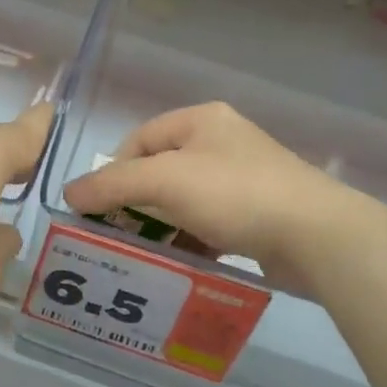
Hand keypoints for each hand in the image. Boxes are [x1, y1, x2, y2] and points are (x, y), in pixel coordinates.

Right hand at [63, 102, 373, 297]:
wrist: (317, 235)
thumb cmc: (235, 194)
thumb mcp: (165, 181)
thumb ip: (113, 184)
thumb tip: (69, 193)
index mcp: (201, 121)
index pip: (140, 139)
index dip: (114, 172)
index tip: (99, 210)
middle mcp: (222, 143)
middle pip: (161, 171)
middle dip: (137, 204)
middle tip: (117, 236)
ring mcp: (243, 179)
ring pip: (185, 201)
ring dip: (163, 227)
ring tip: (145, 256)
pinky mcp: (258, 214)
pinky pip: (210, 225)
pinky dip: (191, 242)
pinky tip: (181, 265)